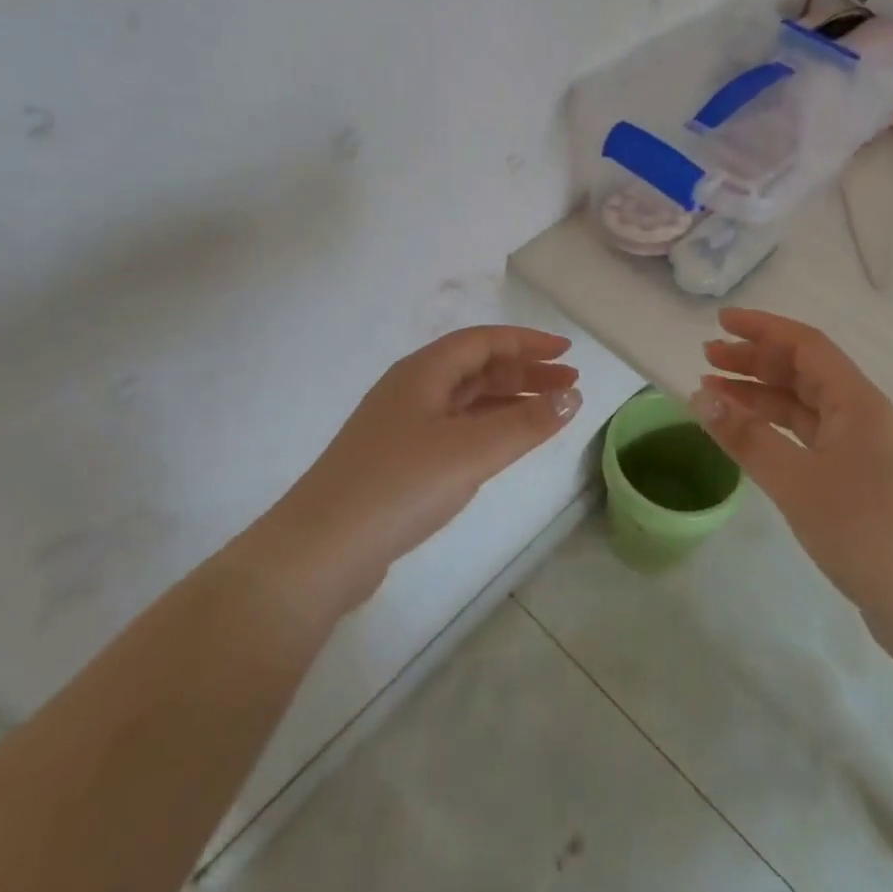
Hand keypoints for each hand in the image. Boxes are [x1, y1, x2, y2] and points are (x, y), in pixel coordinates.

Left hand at [259, 327, 582, 617]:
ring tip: (549, 412)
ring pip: (466, 400)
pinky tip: (505, 444)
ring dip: (508, 400)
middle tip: (569, 385)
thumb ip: (526, 424)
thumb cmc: (400, 485)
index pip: (483, 341)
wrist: (321, 550)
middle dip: (524, 372)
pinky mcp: (398, 460)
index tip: (567, 353)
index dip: (527, 342)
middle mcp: (411, 389)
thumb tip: (571, 397)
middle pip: (476, 368)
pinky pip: (455, 428)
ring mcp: (402, 426)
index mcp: (422, 372)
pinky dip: (487, 428)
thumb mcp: (471, 451)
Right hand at [693, 308, 892, 651]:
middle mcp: (862, 415)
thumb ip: (746, 437)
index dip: (762, 328)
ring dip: (760, 395)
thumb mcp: (797, 482)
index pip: (806, 345)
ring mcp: (863, 449)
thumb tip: (699, 396)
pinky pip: (809, 437)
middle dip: (755, 360)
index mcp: (857, 402)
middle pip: (803, 372)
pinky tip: (747, 436)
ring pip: (804, 406)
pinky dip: (775, 429)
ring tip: (715, 393)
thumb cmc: (866, 533)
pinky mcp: (859, 480)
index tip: (720, 322)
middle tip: (707, 358)